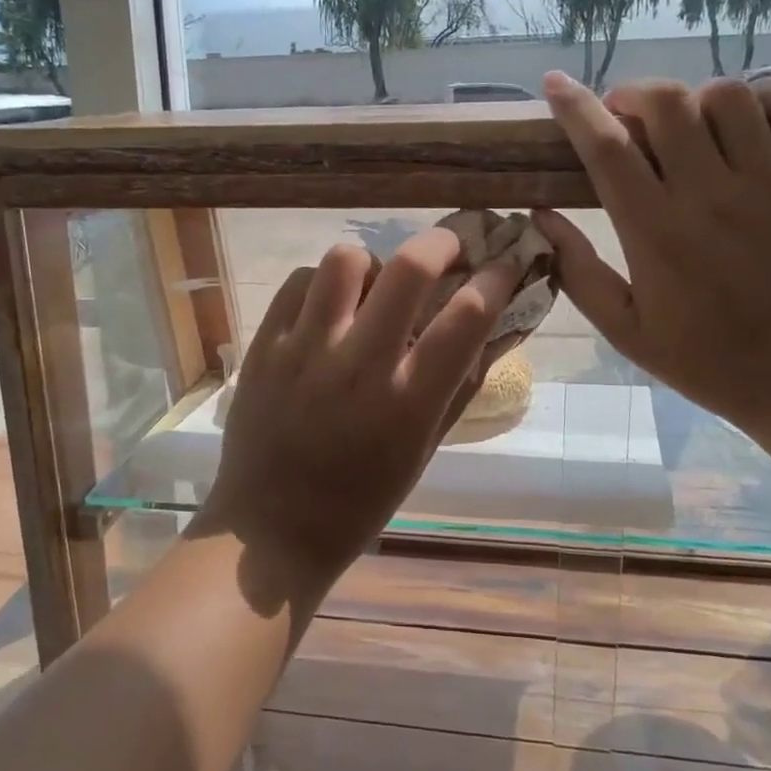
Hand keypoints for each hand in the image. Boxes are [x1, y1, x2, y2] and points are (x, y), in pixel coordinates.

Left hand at [201, 228, 519, 605]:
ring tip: (375, 286)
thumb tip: (497, 328)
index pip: (468, 316)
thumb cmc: (360, 500)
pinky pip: (300, 281)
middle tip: (449, 248)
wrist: (269, 529)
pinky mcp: (265, 345)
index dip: (497, 277)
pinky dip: (323, 284)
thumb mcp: (423, 449)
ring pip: (346, 260)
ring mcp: (305, 349)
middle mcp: (360, 364)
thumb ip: (460, 385)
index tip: (505, 262)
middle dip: (441, 242)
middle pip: (409, 268)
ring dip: (374, 264)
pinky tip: (329, 307)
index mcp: (408, 401)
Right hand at [533, 71, 770, 446]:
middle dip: (632, 95)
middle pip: (666, 104)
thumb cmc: (710, 362)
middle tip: (625, 117)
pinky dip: (762, 98)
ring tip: (688, 126)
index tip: (555, 83)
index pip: (606, 147)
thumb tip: (540, 216)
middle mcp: (713, 195)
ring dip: (694, 99)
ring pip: (728, 96)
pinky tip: (747, 123)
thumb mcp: (626, 331)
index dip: (575, 107)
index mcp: (656, 233)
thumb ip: (578, 271)